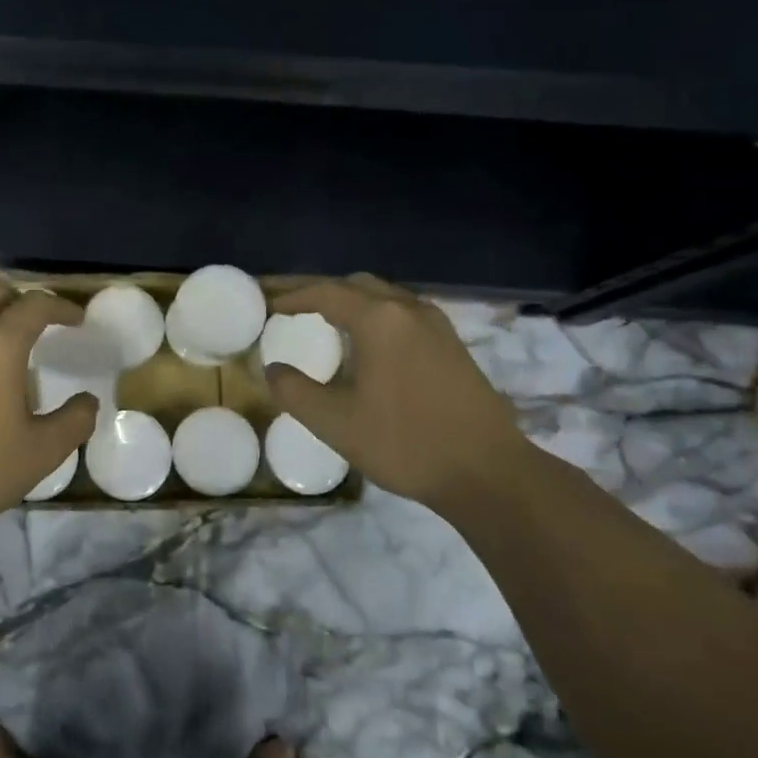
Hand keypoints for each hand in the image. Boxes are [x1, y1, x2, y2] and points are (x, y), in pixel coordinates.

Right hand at [265, 274, 530, 506]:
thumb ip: (295, 391)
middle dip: (321, 291)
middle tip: (292, 306)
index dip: (293, 296)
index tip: (269, 305)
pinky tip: (367, 344)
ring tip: (324, 321)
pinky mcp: (452, 344)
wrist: (488, 473)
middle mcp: (409, 310)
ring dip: (350, 301)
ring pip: (383, 297)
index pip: (326, 292)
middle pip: (356, 284)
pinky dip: (374, 315)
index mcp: (379, 320)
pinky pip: (402, 313)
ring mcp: (436, 325)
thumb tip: (273, 369)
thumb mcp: (335, 423)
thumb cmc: (405, 443)